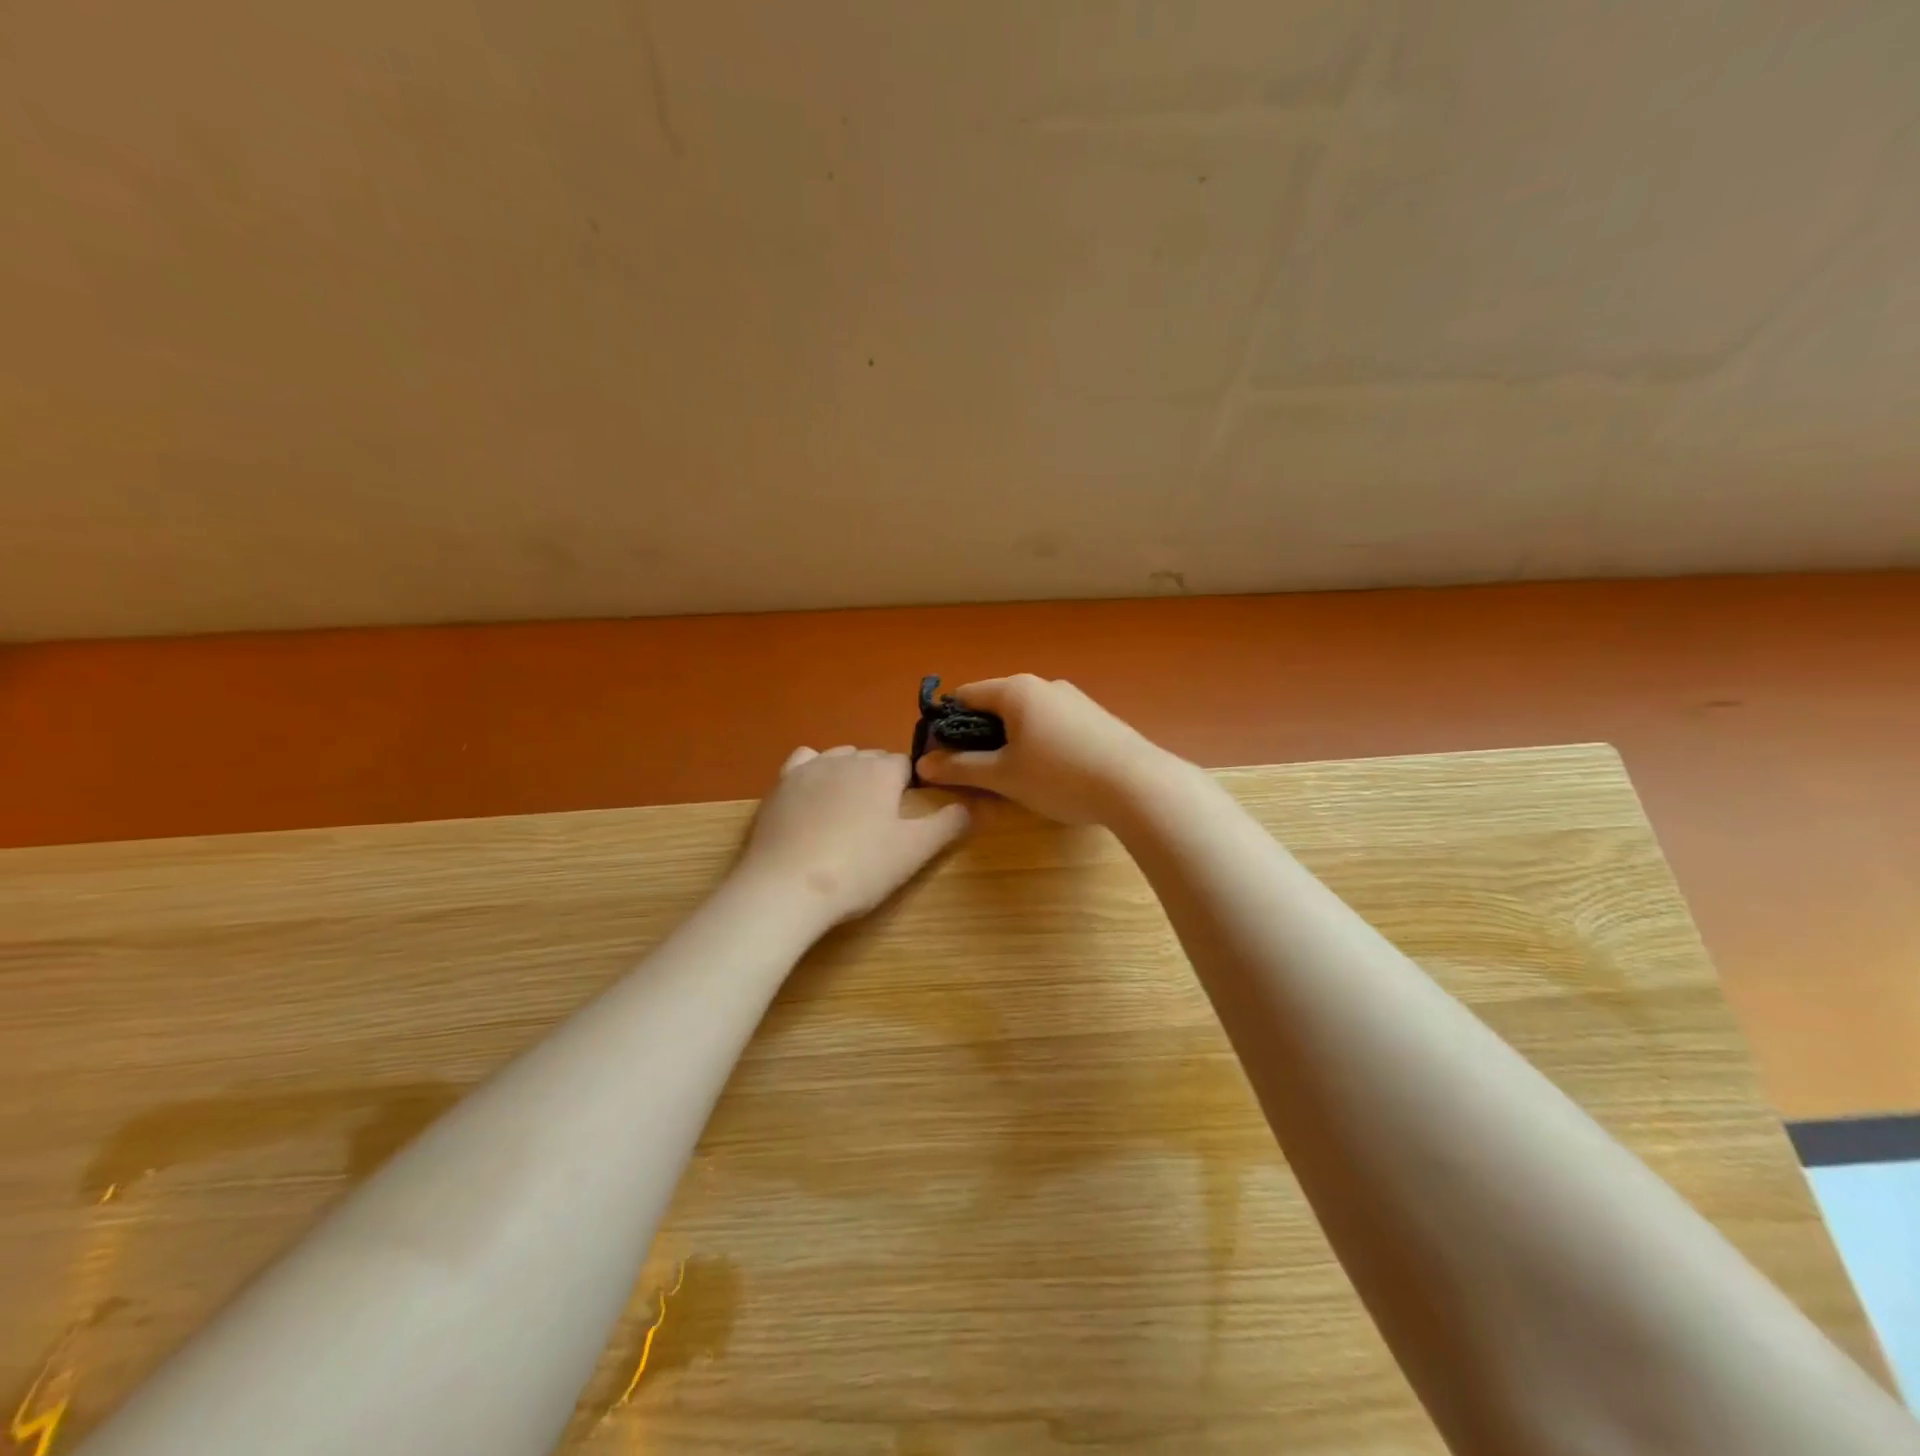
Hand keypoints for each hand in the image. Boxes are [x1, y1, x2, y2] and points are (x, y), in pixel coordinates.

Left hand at [737, 746, 970, 923]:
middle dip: (879, 781)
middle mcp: (847, 758)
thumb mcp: (914, 851)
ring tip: (847, 814)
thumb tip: (973, 805)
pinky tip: (813, 796)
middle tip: (879, 823)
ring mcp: (809, 768)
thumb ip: (948, 824)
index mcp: (882, 770)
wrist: (787, 887)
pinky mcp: (780, 784)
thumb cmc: (859, 869)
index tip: (904, 818)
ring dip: (848, 775)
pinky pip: (804, 762)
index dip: (909, 788)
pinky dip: (813, 772)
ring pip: (839, 758)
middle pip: (872, 759)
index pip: (905, 764)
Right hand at [914, 675, 1175, 824]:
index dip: (946, 725)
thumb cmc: (1060, 775)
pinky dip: (1037, 744)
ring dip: (1008, 743)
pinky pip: (1051, 726)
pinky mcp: (1095, 718)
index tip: (940, 756)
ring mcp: (1074, 700)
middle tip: (972, 773)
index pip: (966, 695)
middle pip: (996, 706)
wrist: (1137, 785)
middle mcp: (1044, 685)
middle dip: (978, 737)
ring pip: (1025, 717)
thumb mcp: (1004, 776)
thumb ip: (961, 767)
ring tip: (1010, 778)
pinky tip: (1048, 774)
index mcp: (1016, 690)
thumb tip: (923, 763)